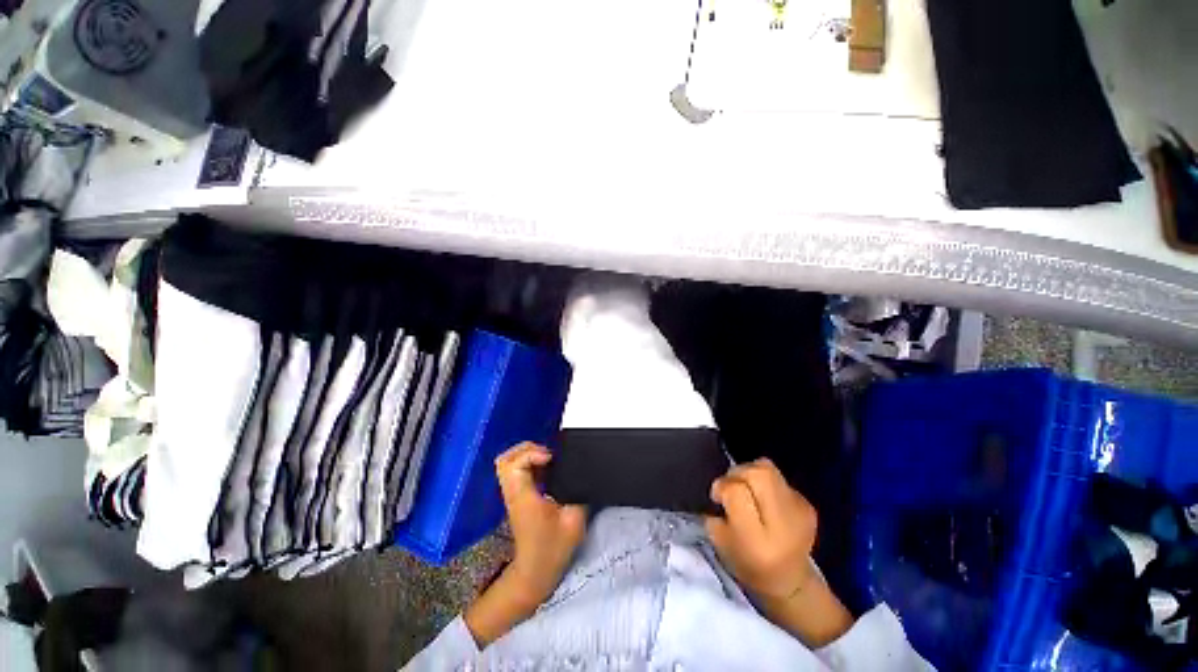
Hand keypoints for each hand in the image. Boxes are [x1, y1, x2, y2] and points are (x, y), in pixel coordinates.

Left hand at [495, 442, 586, 604]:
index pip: (515, 464)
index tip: (552, 458)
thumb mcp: (574, 518)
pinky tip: (546, 468)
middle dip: (527, 449)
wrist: (536, 572)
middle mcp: (513, 492)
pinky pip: (515, 470)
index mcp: (523, 496)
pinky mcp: (517, 496)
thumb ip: (578, 490)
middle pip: (505, 459)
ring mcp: (512, 494)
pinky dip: (528, 462)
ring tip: (547, 459)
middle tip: (549, 455)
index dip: (533, 453)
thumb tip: (582, 470)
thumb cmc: (554, 548)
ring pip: (507, 463)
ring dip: (526, 454)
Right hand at [705, 458, 852, 646]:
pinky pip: (779, 479)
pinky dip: (766, 484)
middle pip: (758, 473)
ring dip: (751, 472)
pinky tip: (765, 500)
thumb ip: (715, 514)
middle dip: (738, 473)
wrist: (790, 583)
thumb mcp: (721, 545)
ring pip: (769, 468)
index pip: (736, 491)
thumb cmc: (747, 566)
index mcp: (756, 540)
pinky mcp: (808, 506)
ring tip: (747, 488)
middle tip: (732, 486)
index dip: (721, 487)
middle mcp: (782, 524)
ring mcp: (800, 512)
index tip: (717, 498)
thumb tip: (720, 490)